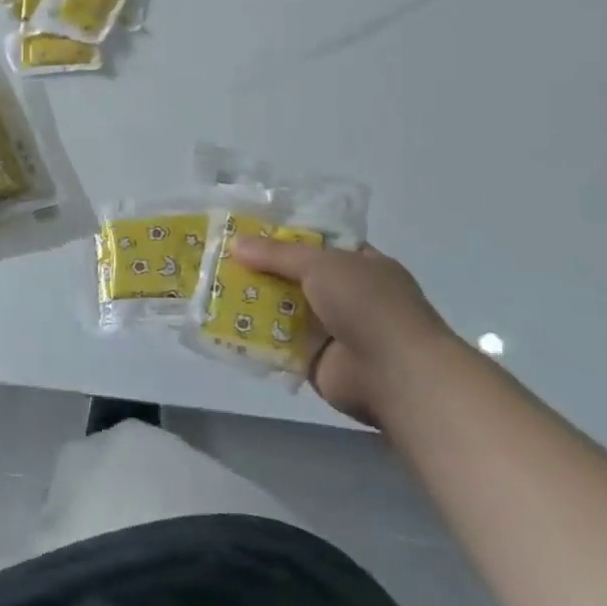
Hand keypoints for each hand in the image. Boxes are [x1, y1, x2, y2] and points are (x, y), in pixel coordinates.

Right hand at [229, 238, 457, 427]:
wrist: (396, 375)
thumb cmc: (368, 305)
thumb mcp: (321, 264)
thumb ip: (277, 254)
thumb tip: (235, 243)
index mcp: (359, 263)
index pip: (316, 242)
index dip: (281, 235)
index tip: (243, 230)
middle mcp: (346, 294)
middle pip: (294, 275)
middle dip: (259, 268)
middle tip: (217, 258)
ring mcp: (331, 328)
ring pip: (283, 308)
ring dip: (252, 301)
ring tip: (210, 288)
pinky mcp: (314, 359)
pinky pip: (277, 342)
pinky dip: (254, 336)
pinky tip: (221, 324)